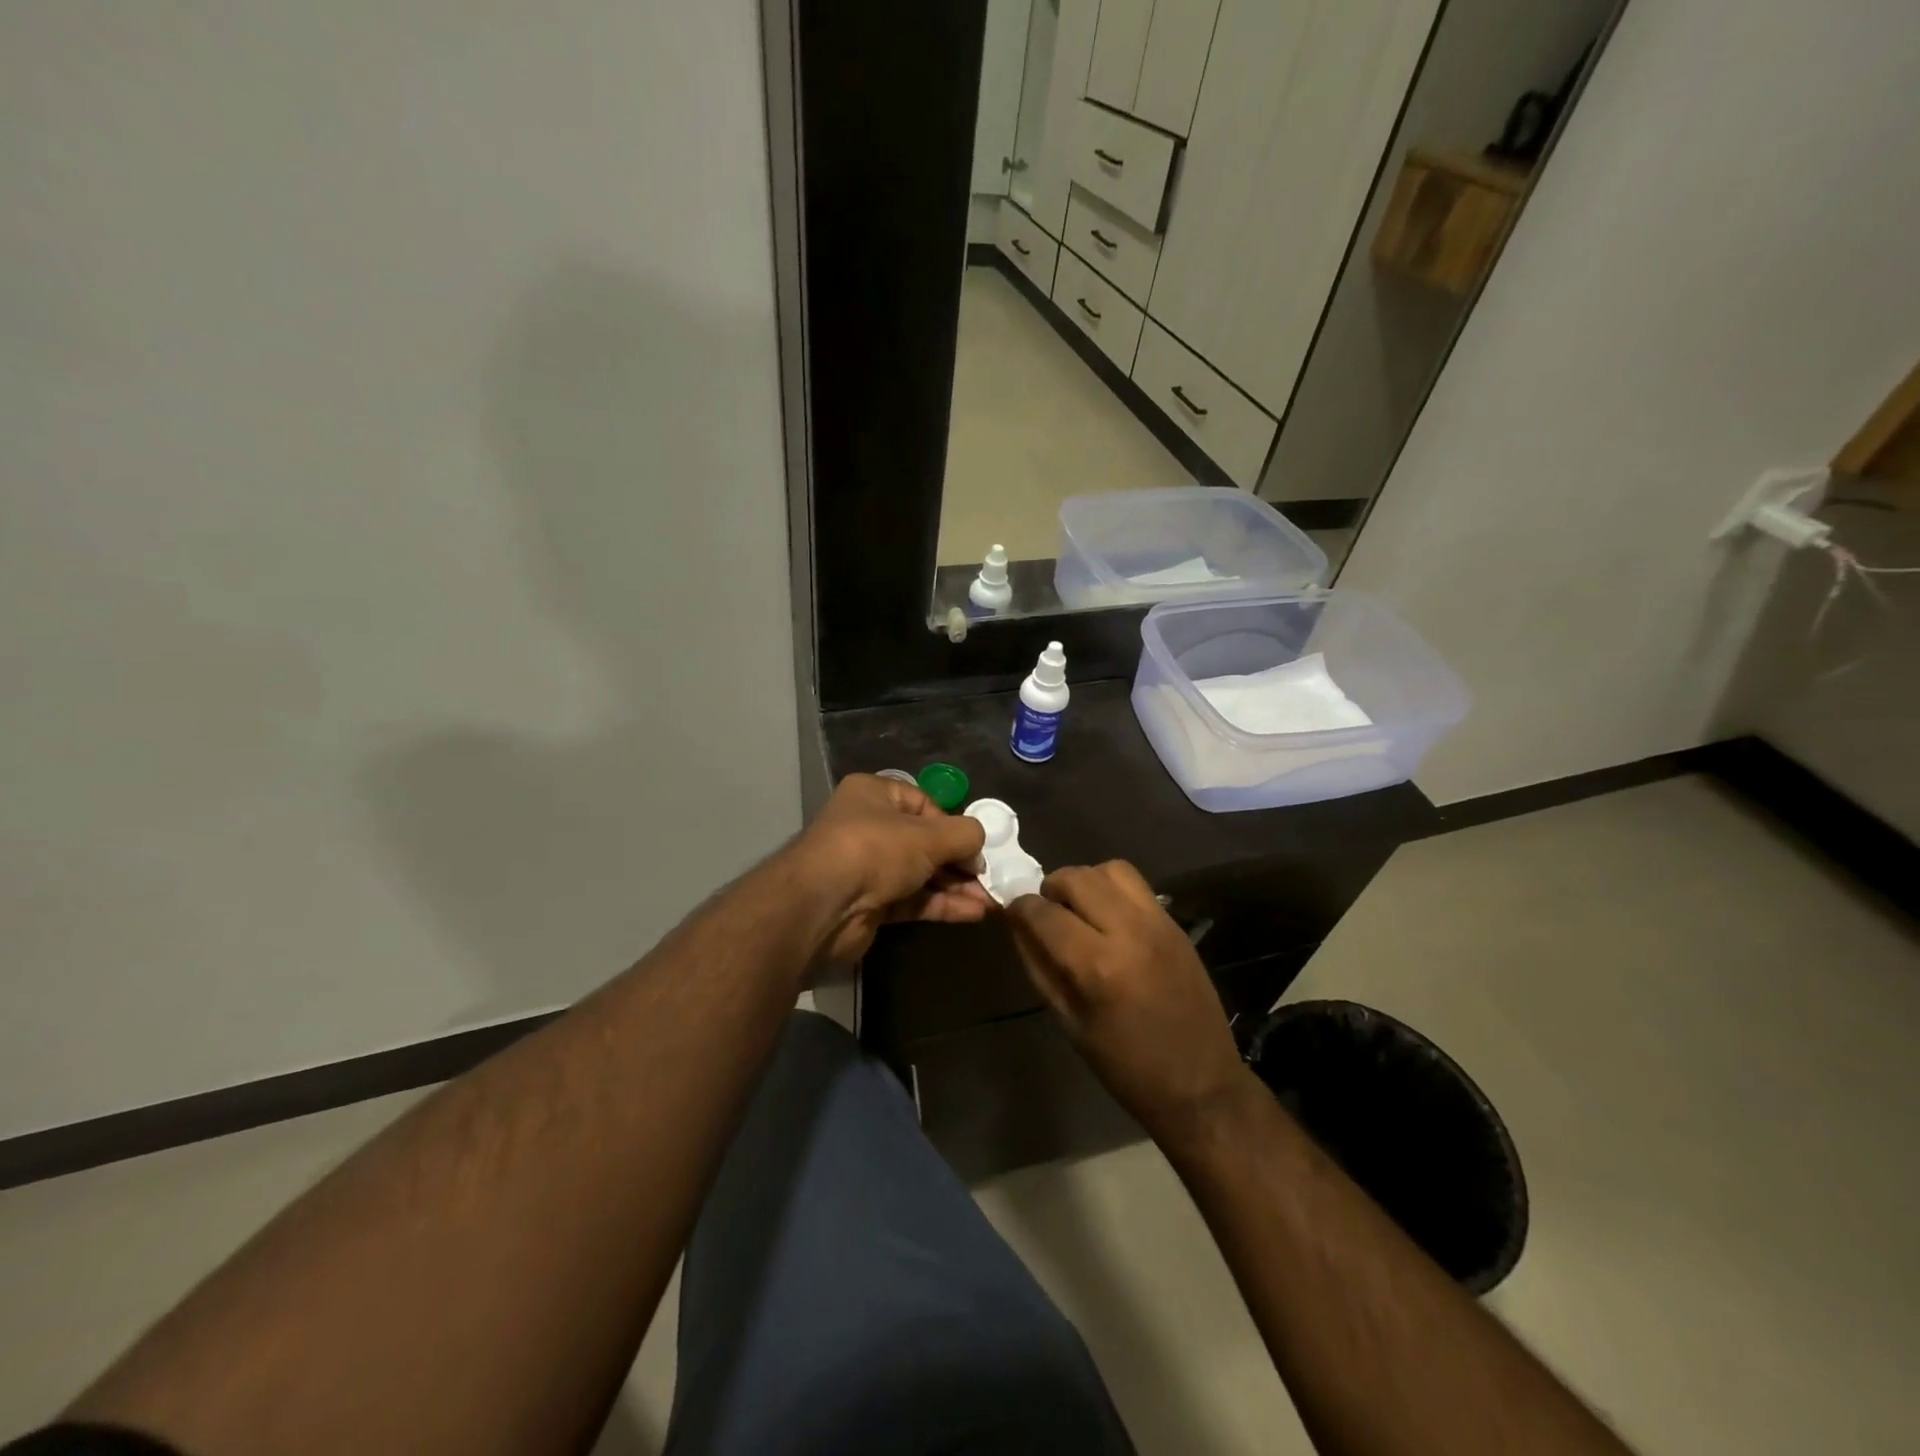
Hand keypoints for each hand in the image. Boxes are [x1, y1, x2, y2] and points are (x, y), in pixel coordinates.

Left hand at [794, 774, 991, 964]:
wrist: (822, 907)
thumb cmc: (875, 850)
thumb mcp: (929, 835)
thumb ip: (964, 835)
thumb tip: (979, 847)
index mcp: (874, 795)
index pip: (924, 804)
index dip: (952, 825)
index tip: (974, 847)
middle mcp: (868, 827)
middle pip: (924, 842)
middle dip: (959, 862)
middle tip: (988, 879)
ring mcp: (867, 868)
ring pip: (921, 874)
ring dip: (955, 887)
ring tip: (990, 901)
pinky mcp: (870, 903)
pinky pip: (913, 899)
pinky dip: (941, 905)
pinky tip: (973, 913)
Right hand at [1007, 861, 1250, 1144]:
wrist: (1202, 1084)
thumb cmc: (1126, 1066)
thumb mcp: (1069, 1023)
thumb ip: (1038, 966)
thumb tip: (1016, 924)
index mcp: (1098, 966)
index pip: (1043, 912)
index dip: (1019, 908)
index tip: (1013, 914)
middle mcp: (1129, 932)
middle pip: (1076, 878)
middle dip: (1050, 889)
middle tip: (1048, 914)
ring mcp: (1158, 922)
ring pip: (1110, 870)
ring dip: (1085, 882)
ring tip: (1080, 910)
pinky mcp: (1176, 923)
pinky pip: (1137, 885)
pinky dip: (1113, 889)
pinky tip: (1109, 918)